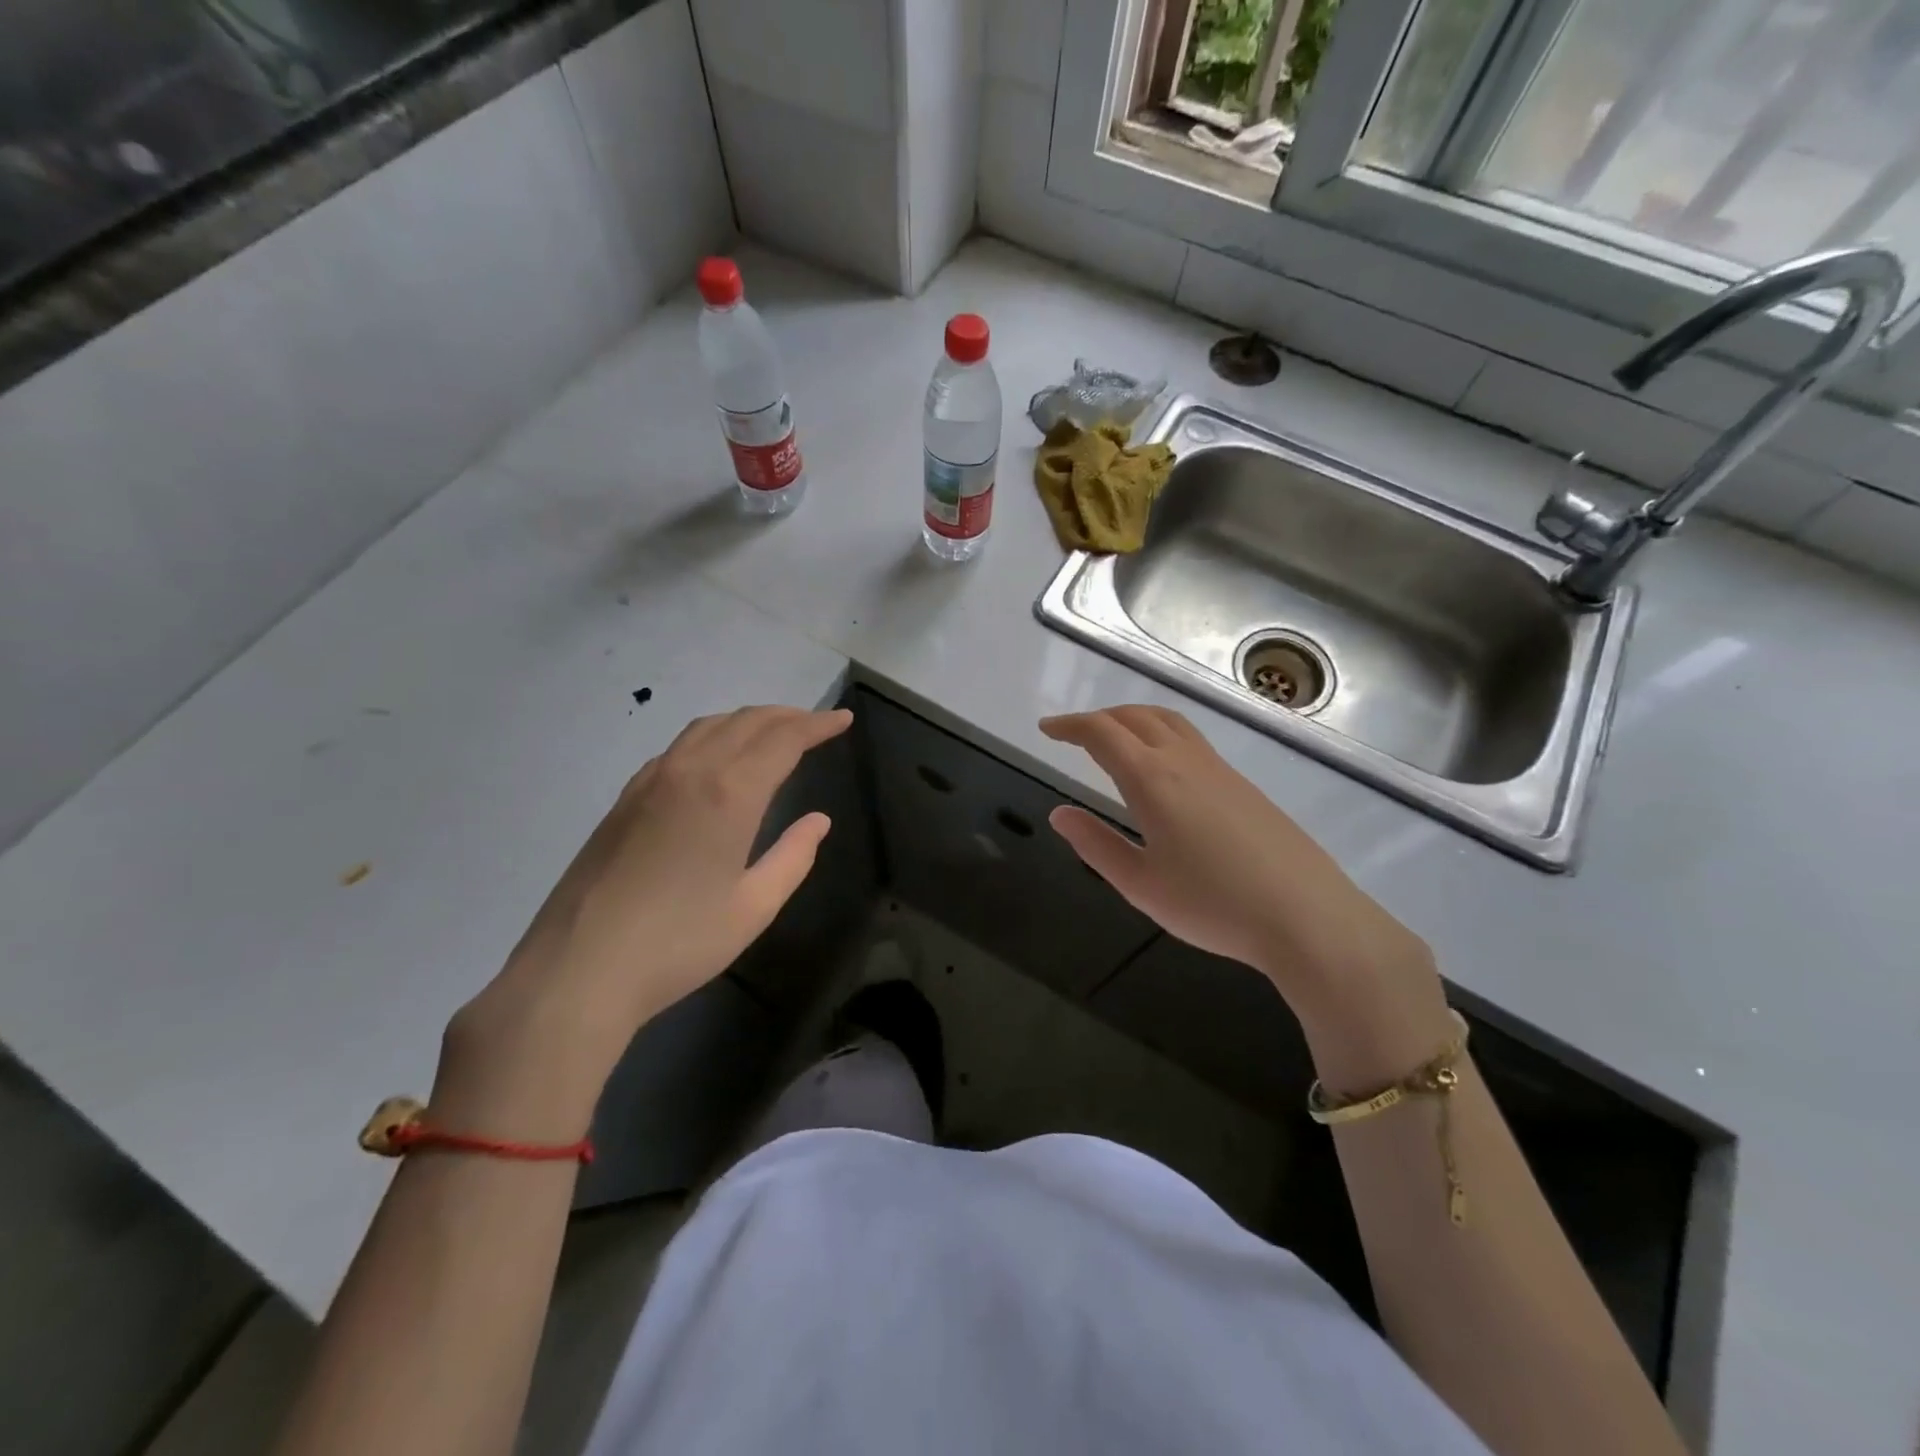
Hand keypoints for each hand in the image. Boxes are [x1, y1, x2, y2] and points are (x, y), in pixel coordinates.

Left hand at [435, 705, 852, 1137]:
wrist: (578, 970)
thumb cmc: (679, 943)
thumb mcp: (753, 907)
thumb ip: (793, 857)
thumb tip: (818, 821)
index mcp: (729, 793)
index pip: (783, 739)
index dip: (817, 725)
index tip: (843, 720)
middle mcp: (690, 771)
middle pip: (745, 722)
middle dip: (787, 716)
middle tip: (817, 723)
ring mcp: (650, 781)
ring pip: (707, 727)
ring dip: (747, 720)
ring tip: (773, 732)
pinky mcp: (625, 798)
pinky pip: (678, 747)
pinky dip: (712, 737)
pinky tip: (716, 759)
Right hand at [1040, 706, 1450, 1080]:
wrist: (1307, 915)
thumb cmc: (1213, 905)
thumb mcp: (1141, 884)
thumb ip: (1096, 845)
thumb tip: (1059, 814)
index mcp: (1151, 780)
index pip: (1101, 734)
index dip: (1069, 726)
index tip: (1047, 730)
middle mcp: (1184, 761)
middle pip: (1135, 716)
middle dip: (1098, 718)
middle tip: (1073, 734)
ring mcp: (1219, 768)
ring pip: (1168, 721)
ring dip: (1133, 719)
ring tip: (1115, 739)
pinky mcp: (1243, 783)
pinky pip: (1192, 739)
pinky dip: (1161, 734)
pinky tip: (1162, 768)